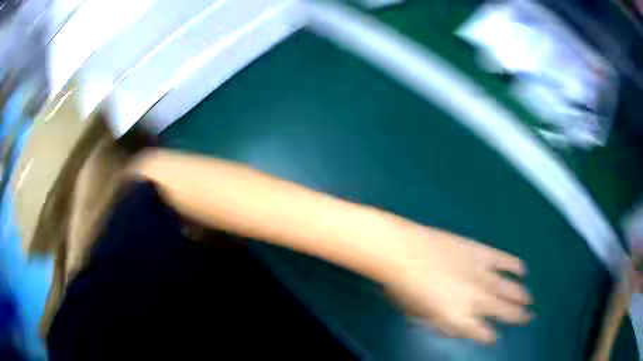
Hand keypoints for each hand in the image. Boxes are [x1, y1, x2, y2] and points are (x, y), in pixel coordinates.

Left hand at [385, 226, 531, 343]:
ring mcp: (482, 275)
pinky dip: (514, 265)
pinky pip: (504, 260)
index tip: (495, 337)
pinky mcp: (482, 253)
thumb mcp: (418, 316)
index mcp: (459, 319)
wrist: (404, 253)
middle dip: (517, 316)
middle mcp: (476, 300)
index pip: (482, 333)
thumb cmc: (404, 288)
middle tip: (528, 317)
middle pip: (503, 311)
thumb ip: (439, 323)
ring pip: (509, 288)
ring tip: (529, 299)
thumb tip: (452, 326)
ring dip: (520, 295)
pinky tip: (522, 270)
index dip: (490, 336)